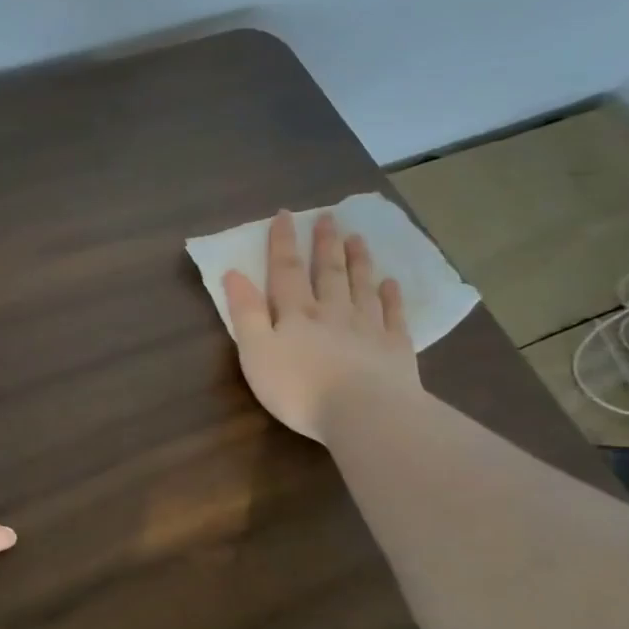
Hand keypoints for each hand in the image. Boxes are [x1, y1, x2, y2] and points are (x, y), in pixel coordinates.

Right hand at [224, 210, 420, 441]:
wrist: (364, 413)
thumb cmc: (299, 388)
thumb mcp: (256, 352)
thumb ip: (245, 313)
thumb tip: (233, 273)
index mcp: (296, 314)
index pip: (286, 271)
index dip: (283, 243)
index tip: (285, 214)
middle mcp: (332, 312)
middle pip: (328, 272)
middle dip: (324, 244)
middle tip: (328, 217)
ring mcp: (368, 328)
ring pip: (361, 286)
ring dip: (358, 261)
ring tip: (357, 238)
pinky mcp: (395, 348)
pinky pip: (393, 315)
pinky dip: (391, 297)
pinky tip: (391, 283)